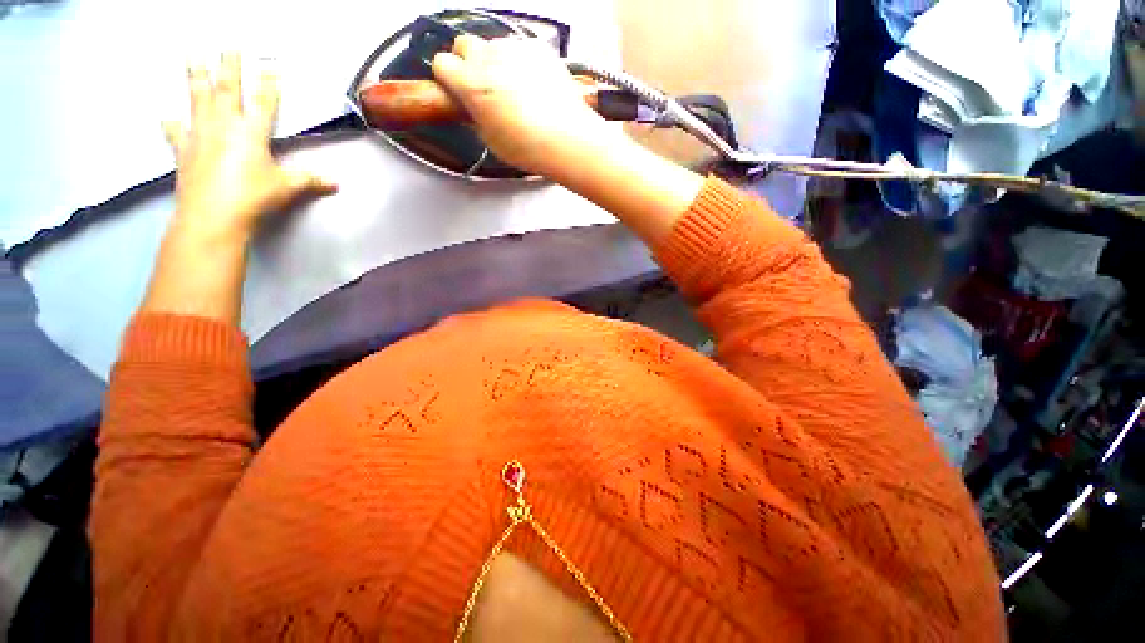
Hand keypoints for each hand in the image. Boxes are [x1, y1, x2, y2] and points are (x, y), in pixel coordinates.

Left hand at [162, 53, 335, 241]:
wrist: (213, 216)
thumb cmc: (254, 197)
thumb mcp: (287, 188)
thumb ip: (310, 180)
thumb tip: (336, 183)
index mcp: (252, 132)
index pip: (264, 102)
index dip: (269, 82)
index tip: (271, 63)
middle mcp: (224, 125)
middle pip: (227, 89)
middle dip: (229, 65)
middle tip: (228, 43)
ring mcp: (200, 135)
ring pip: (198, 99)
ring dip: (196, 76)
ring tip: (192, 54)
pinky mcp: (183, 151)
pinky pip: (175, 132)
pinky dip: (171, 124)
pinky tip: (166, 115)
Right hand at [431, 35, 622, 177]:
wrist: (567, 139)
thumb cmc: (531, 147)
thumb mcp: (491, 141)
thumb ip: (474, 118)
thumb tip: (472, 109)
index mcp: (471, 84)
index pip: (442, 63)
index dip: (448, 77)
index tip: (455, 88)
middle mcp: (489, 58)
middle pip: (464, 44)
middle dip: (468, 62)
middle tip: (483, 86)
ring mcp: (515, 50)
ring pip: (493, 44)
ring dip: (496, 61)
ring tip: (513, 89)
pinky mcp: (538, 49)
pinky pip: (521, 48)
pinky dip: (521, 62)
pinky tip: (532, 84)